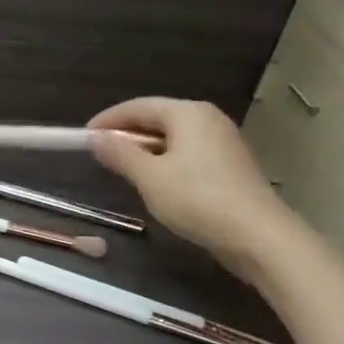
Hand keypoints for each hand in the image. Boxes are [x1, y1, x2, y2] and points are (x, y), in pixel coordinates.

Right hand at [88, 98, 298, 282]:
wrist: (259, 237)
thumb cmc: (197, 199)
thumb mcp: (149, 177)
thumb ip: (120, 154)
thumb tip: (95, 138)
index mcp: (188, 113)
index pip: (139, 106)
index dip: (108, 120)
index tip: (84, 136)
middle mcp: (208, 120)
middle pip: (158, 118)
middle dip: (127, 134)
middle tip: (101, 152)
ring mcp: (223, 143)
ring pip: (174, 138)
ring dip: (145, 150)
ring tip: (123, 168)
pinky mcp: (231, 166)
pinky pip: (188, 154)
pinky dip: (166, 162)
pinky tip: (155, 182)